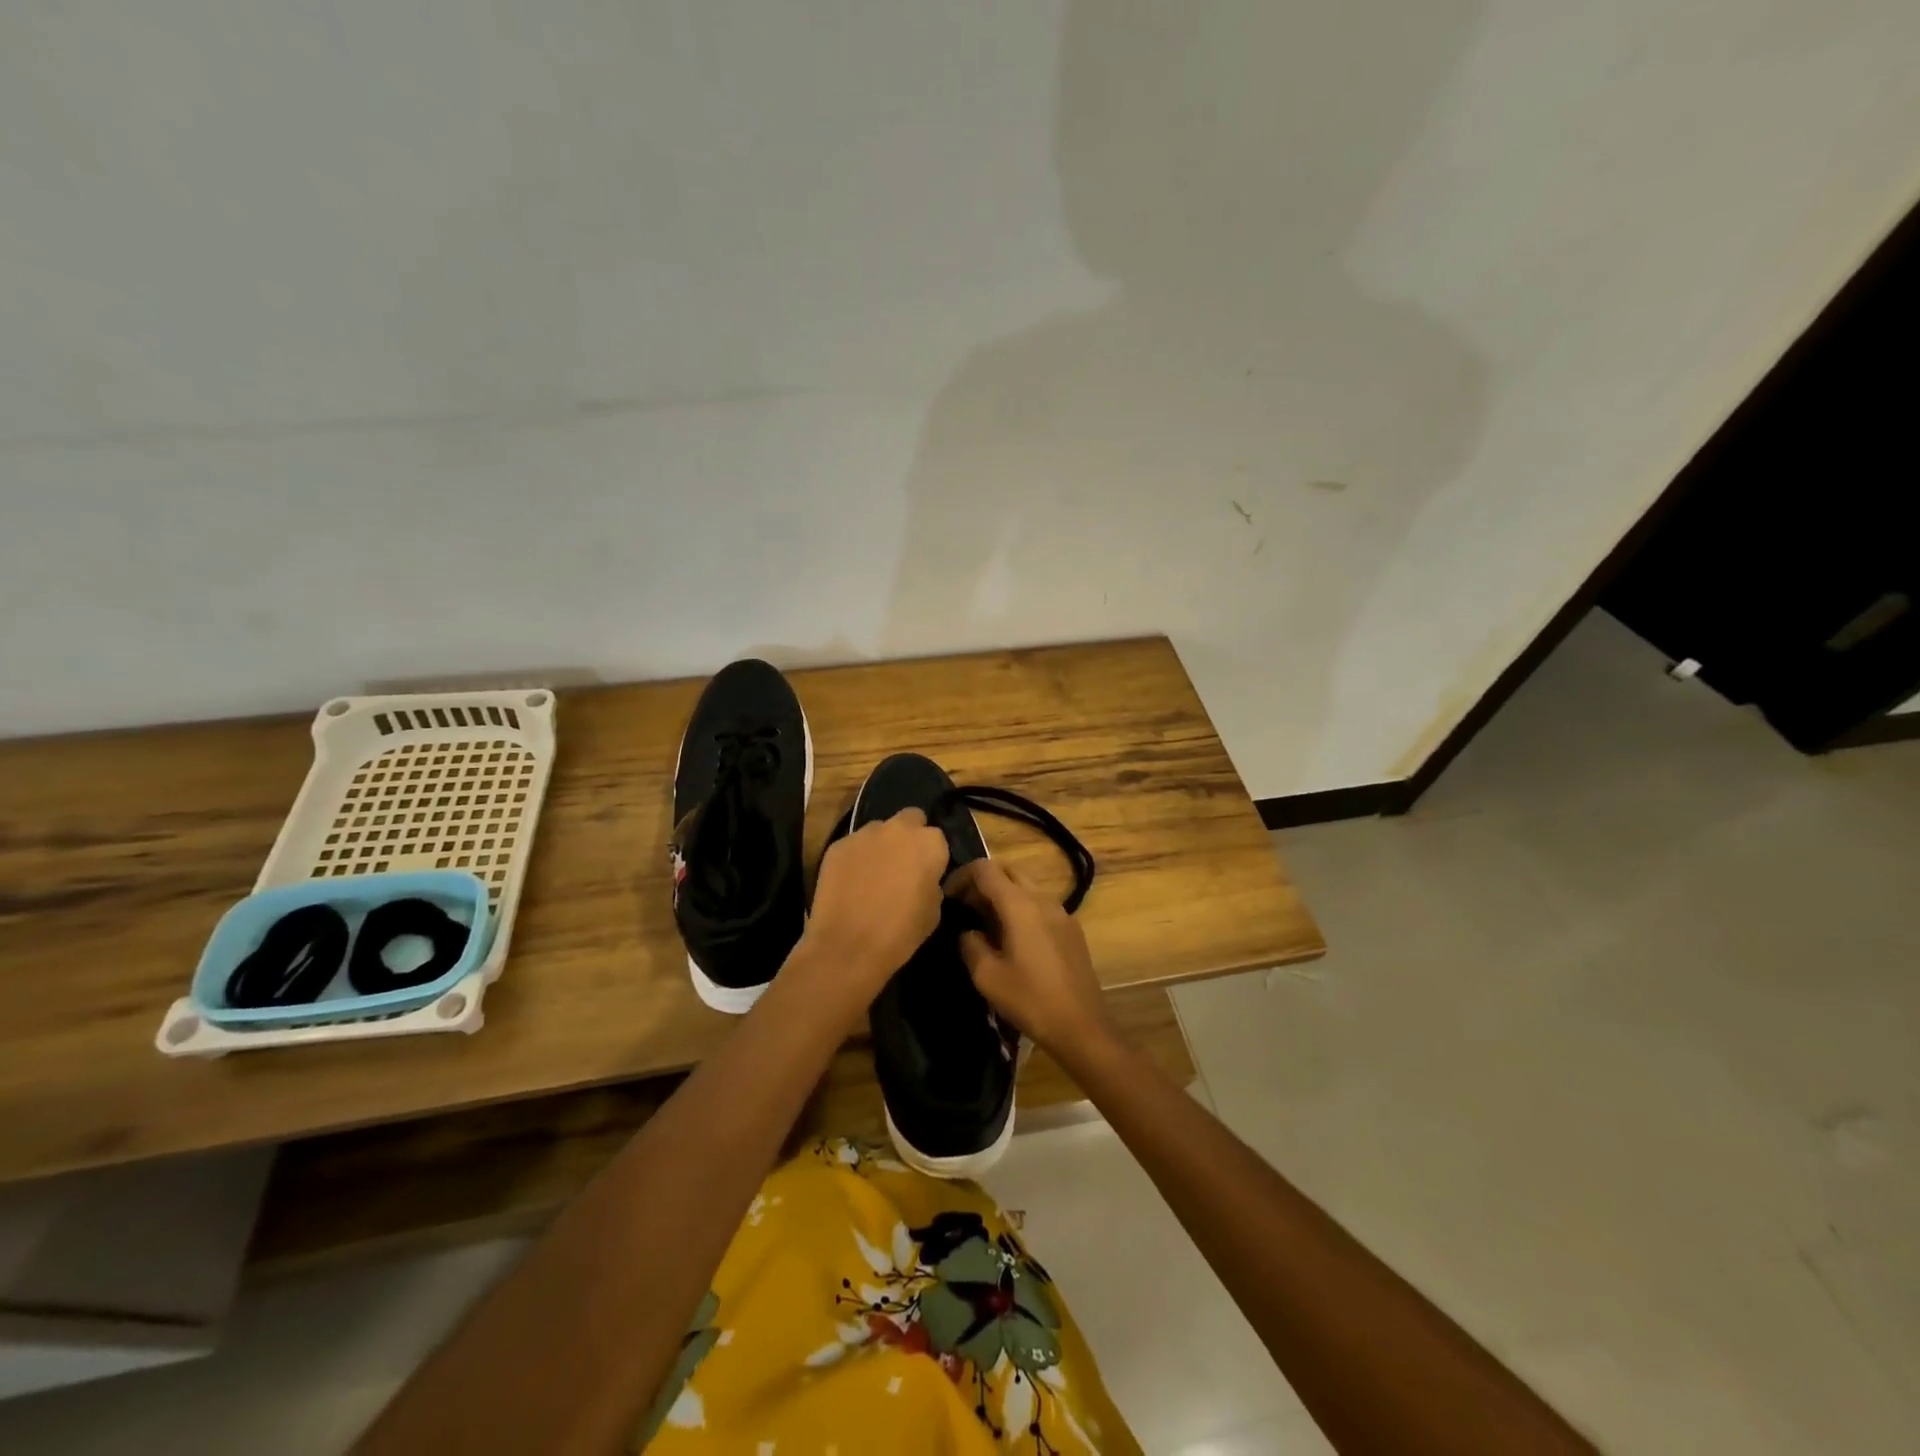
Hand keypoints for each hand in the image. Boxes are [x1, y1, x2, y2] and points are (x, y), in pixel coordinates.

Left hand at [801, 807, 950, 997]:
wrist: (848, 946)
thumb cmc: (900, 933)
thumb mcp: (934, 911)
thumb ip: (932, 882)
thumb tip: (923, 878)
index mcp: (929, 843)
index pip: (937, 838)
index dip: (932, 856)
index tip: (926, 874)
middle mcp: (898, 829)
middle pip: (910, 819)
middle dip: (909, 836)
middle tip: (902, 864)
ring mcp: (865, 833)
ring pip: (879, 830)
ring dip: (881, 845)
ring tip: (873, 874)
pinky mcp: (838, 844)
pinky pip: (853, 845)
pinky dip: (855, 857)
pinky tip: (850, 881)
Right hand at [946, 860, 1112, 1054]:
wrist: (1082, 1026)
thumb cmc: (1030, 1000)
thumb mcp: (986, 976)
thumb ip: (970, 944)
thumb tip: (969, 932)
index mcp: (1020, 905)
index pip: (985, 869)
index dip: (962, 876)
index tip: (948, 897)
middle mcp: (1043, 899)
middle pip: (1008, 871)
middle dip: (983, 882)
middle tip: (966, 908)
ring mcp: (1062, 912)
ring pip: (1026, 887)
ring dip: (1003, 895)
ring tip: (986, 925)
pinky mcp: (1072, 929)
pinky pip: (1041, 905)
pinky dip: (1022, 908)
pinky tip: (1014, 939)